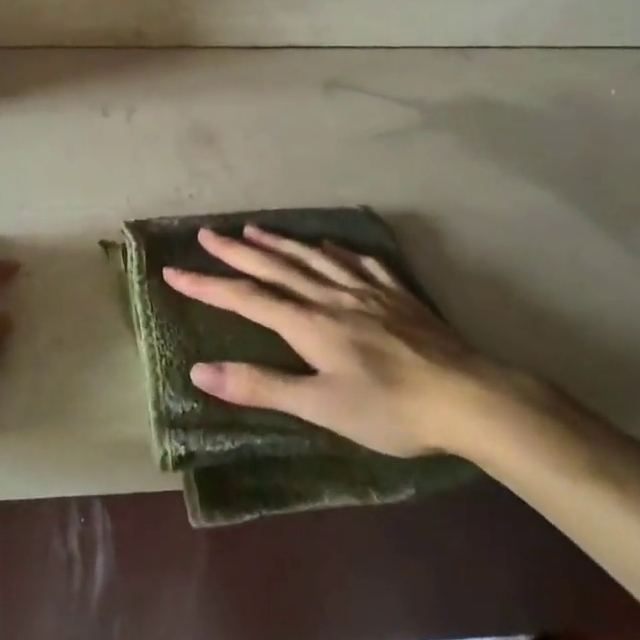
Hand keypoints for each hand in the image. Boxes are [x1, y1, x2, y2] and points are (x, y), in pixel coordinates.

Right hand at [163, 225, 496, 456]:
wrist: (467, 396)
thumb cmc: (389, 409)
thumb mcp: (320, 407)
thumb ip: (261, 386)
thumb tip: (200, 372)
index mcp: (310, 324)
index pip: (247, 299)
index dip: (208, 285)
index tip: (173, 270)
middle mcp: (332, 297)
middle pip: (276, 268)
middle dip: (237, 252)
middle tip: (207, 233)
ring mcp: (367, 291)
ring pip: (314, 258)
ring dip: (280, 243)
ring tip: (254, 230)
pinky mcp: (397, 295)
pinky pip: (360, 262)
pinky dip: (337, 251)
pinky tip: (331, 246)